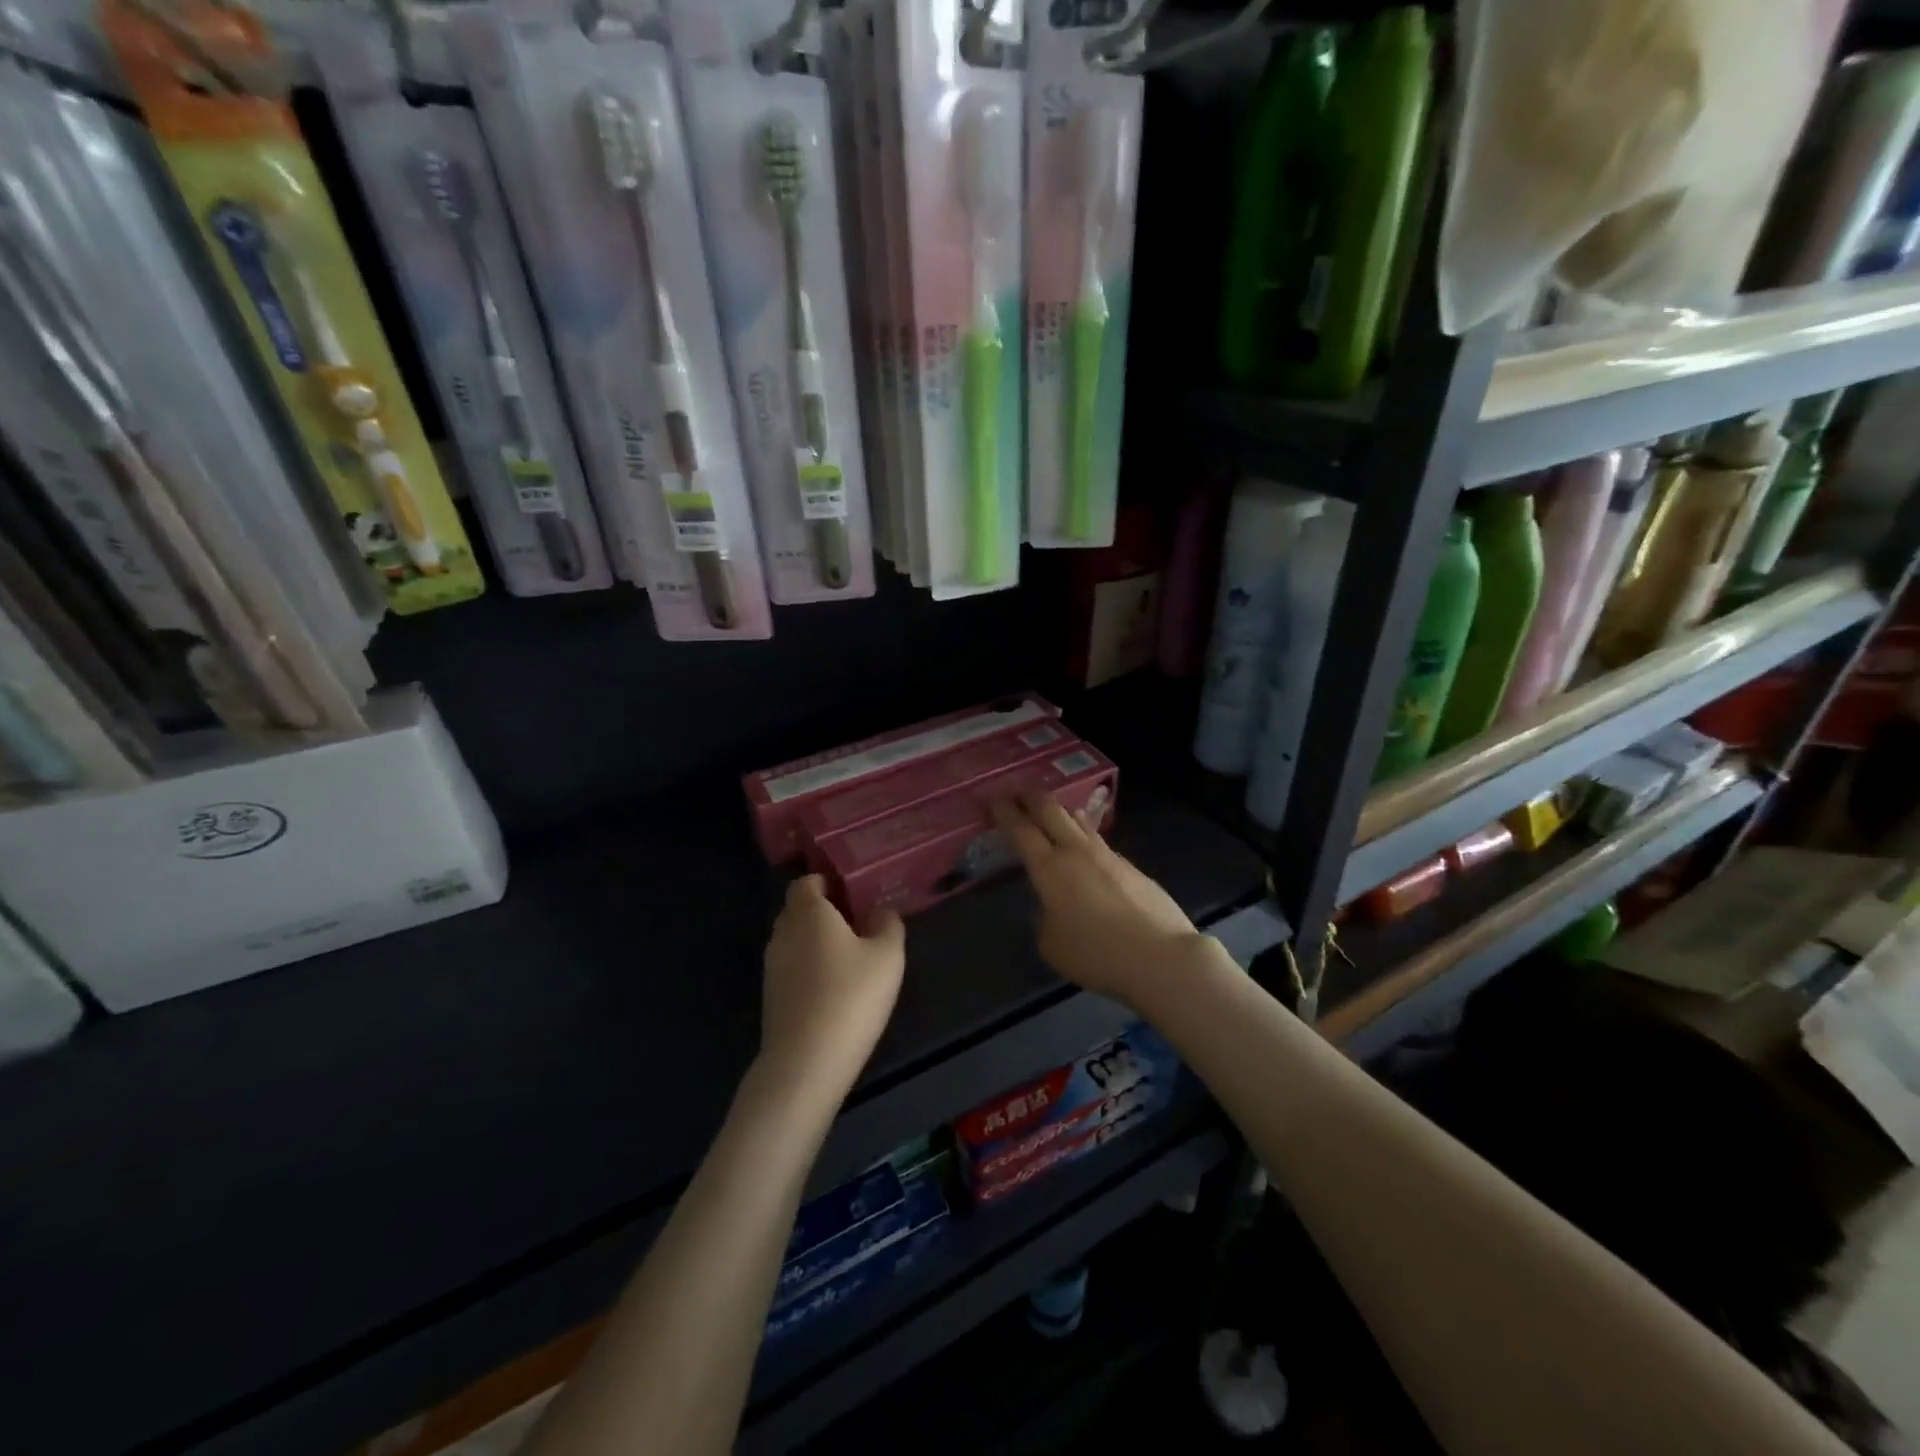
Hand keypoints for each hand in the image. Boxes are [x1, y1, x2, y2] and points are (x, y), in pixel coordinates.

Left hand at [759, 875, 905, 1101]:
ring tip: (850, 959)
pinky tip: (834, 989)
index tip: (853, 896)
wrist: (806, 1063)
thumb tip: (879, 912)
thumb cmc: (851, 997)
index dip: (827, 883)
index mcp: (808, 912)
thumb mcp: (887, 956)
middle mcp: (783, 932)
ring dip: (816, 943)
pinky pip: (791, 968)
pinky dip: (809, 969)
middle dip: (824, 912)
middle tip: (857, 925)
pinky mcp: (771, 997)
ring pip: (794, 940)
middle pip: (798, 910)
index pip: (806, 882)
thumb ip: (887, 925)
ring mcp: (772, 966)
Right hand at [994, 792, 1202, 1009]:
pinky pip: (1099, 844)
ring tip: (1054, 813)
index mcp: (1050, 868)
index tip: (993, 798)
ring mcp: (1108, 855)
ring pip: (1079, 821)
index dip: (1005, 811)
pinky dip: (1085, 839)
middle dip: (1030, 798)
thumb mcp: (1052, 943)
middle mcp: (1077, 852)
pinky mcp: (1132, 867)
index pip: (1021, 829)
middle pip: (1050, 810)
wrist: (1160, 956)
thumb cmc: (1096, 954)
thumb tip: (1054, 906)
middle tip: (1017, 794)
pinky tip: (1087, 852)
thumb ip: (1045, 916)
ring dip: (1061, 813)